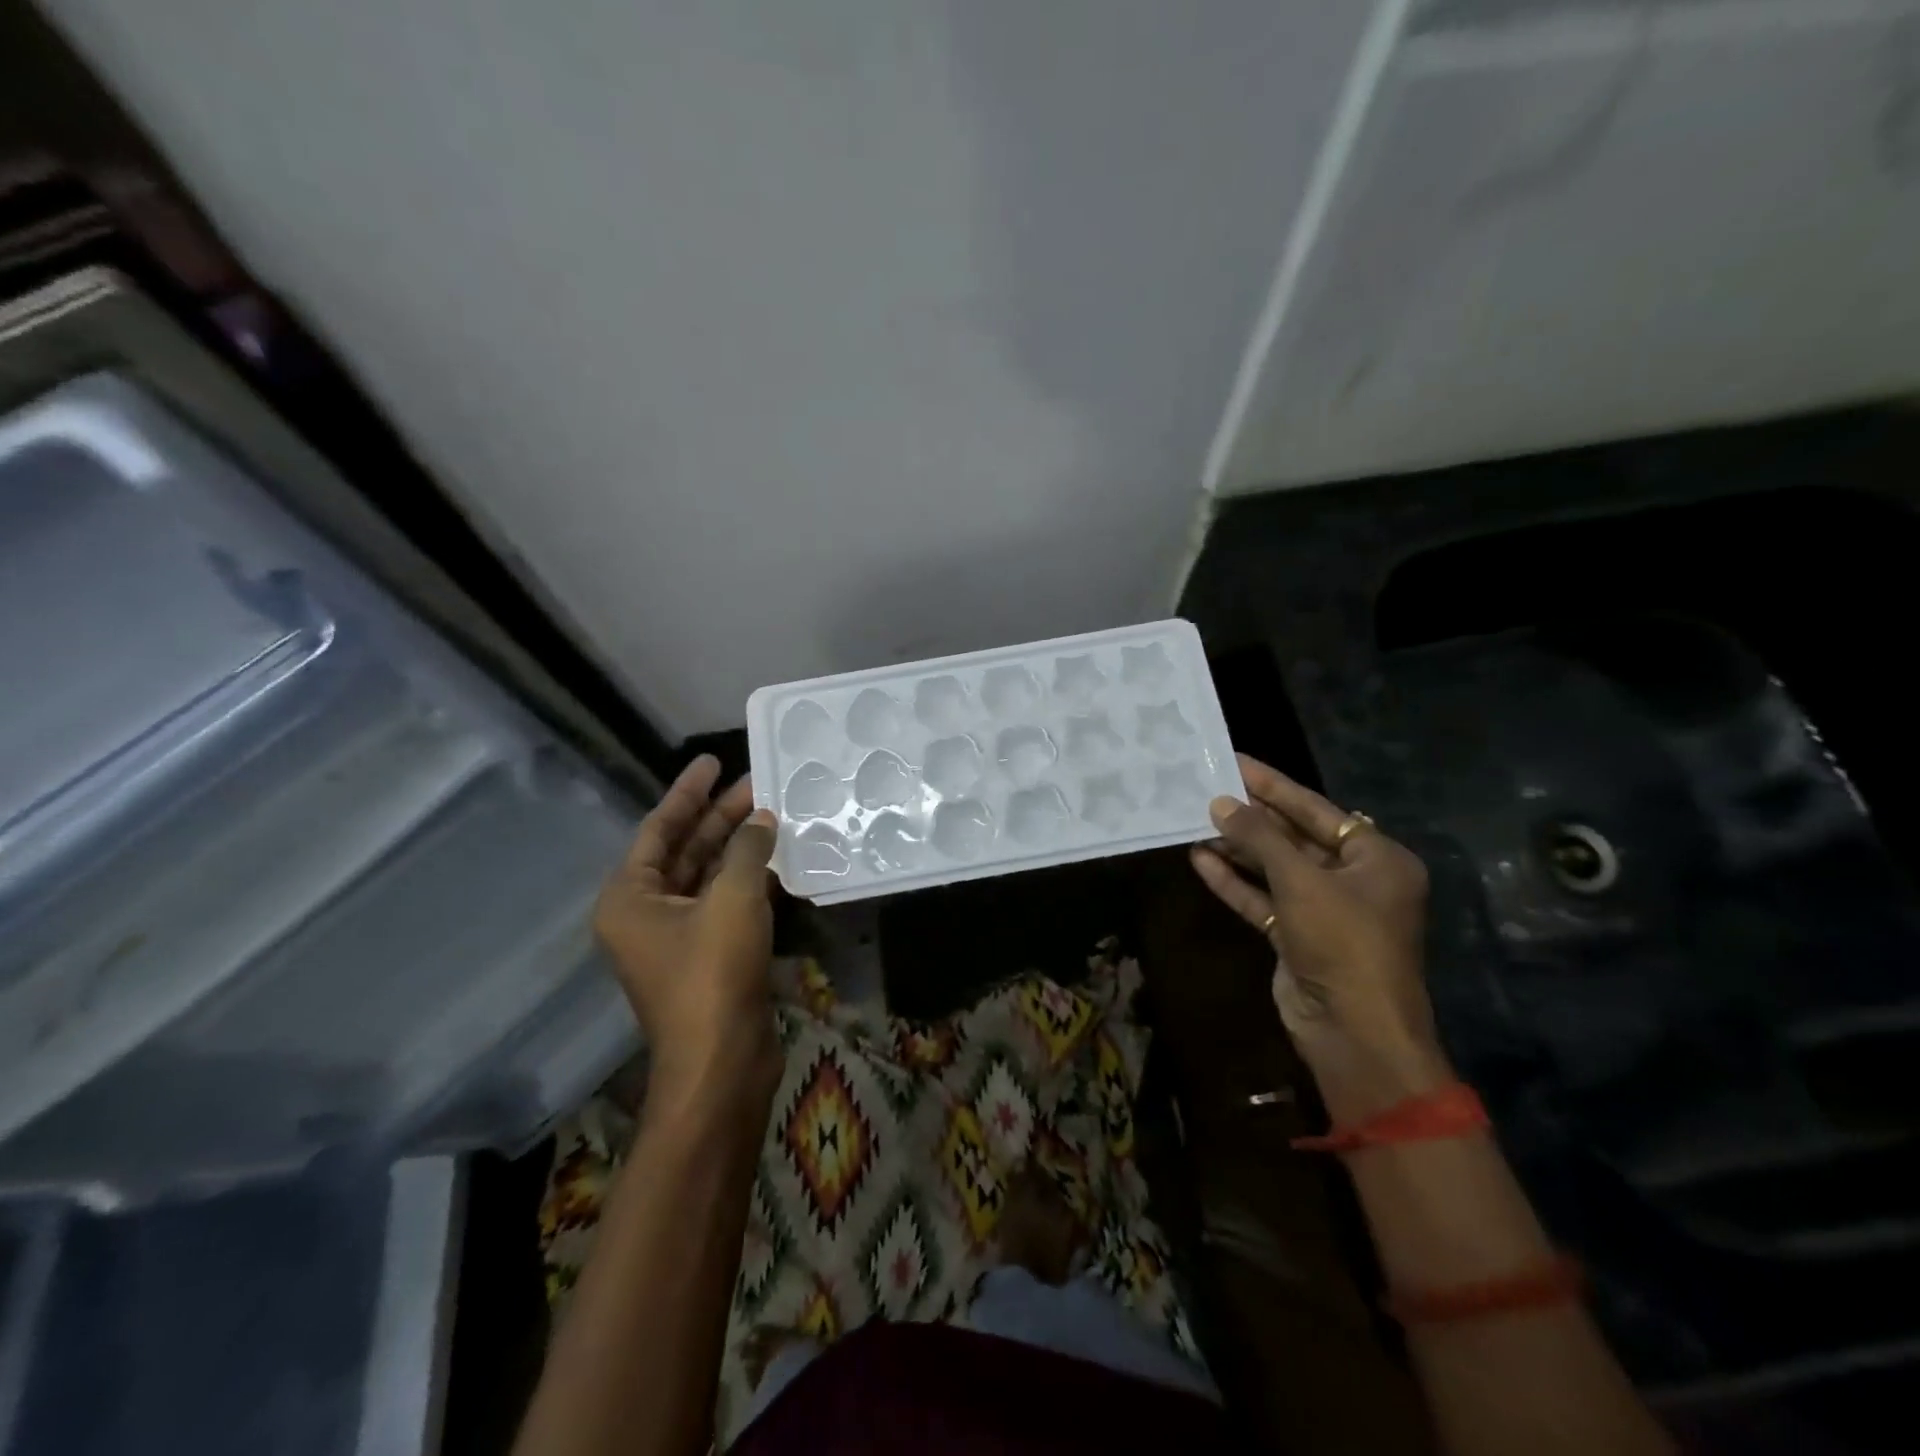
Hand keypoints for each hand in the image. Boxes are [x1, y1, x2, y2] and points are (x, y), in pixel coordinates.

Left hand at [595, 755, 780, 1111]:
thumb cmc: (714, 974)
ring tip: (772, 812)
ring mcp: (677, 937)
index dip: (688, 791)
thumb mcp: (733, 899)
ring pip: (708, 876)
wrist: (722, 1063)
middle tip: (756, 782)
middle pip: (684, 849)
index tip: (714, 761)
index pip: (659, 828)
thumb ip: (748, 850)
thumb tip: (762, 820)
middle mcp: (645, 913)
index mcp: (630, 897)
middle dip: (720, 816)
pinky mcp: (708, 956)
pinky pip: (725, 902)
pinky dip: (748, 879)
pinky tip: (777, 858)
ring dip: (738, 846)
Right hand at [1190, 754, 1449, 1122]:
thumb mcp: (1301, 880)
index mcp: (1378, 859)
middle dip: (1252, 818)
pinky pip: (1264, 899)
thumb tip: (1221, 803)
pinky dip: (1235, 882)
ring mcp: (1325, 911)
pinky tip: (1200, 860)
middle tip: (1209, 788)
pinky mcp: (1298, 936)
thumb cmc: (1343, 941)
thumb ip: (1259, 837)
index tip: (1236, 762)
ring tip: (1196, 821)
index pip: (1317, 810)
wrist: (1352, 1030)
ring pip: (1276, 869)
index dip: (1274, 786)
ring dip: (1238, 850)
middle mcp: (1355, 880)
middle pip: (1295, 838)